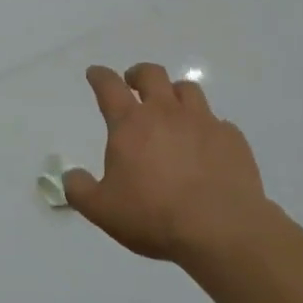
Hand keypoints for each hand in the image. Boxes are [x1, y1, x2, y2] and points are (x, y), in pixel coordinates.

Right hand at [64, 64, 270, 265]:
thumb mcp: (103, 210)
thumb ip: (80, 190)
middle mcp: (166, 113)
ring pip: (188, 90)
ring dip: (175, 94)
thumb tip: (70, 175)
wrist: (220, 229)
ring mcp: (203, 122)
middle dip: (139, 74)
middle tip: (133, 83)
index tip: (95, 73)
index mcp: (131, 123)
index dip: (100, 76)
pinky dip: (207, 128)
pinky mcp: (232, 139)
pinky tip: (206, 146)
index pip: (109, 86)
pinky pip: (218, 122)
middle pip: (152, 74)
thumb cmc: (154, 215)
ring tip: (172, 109)